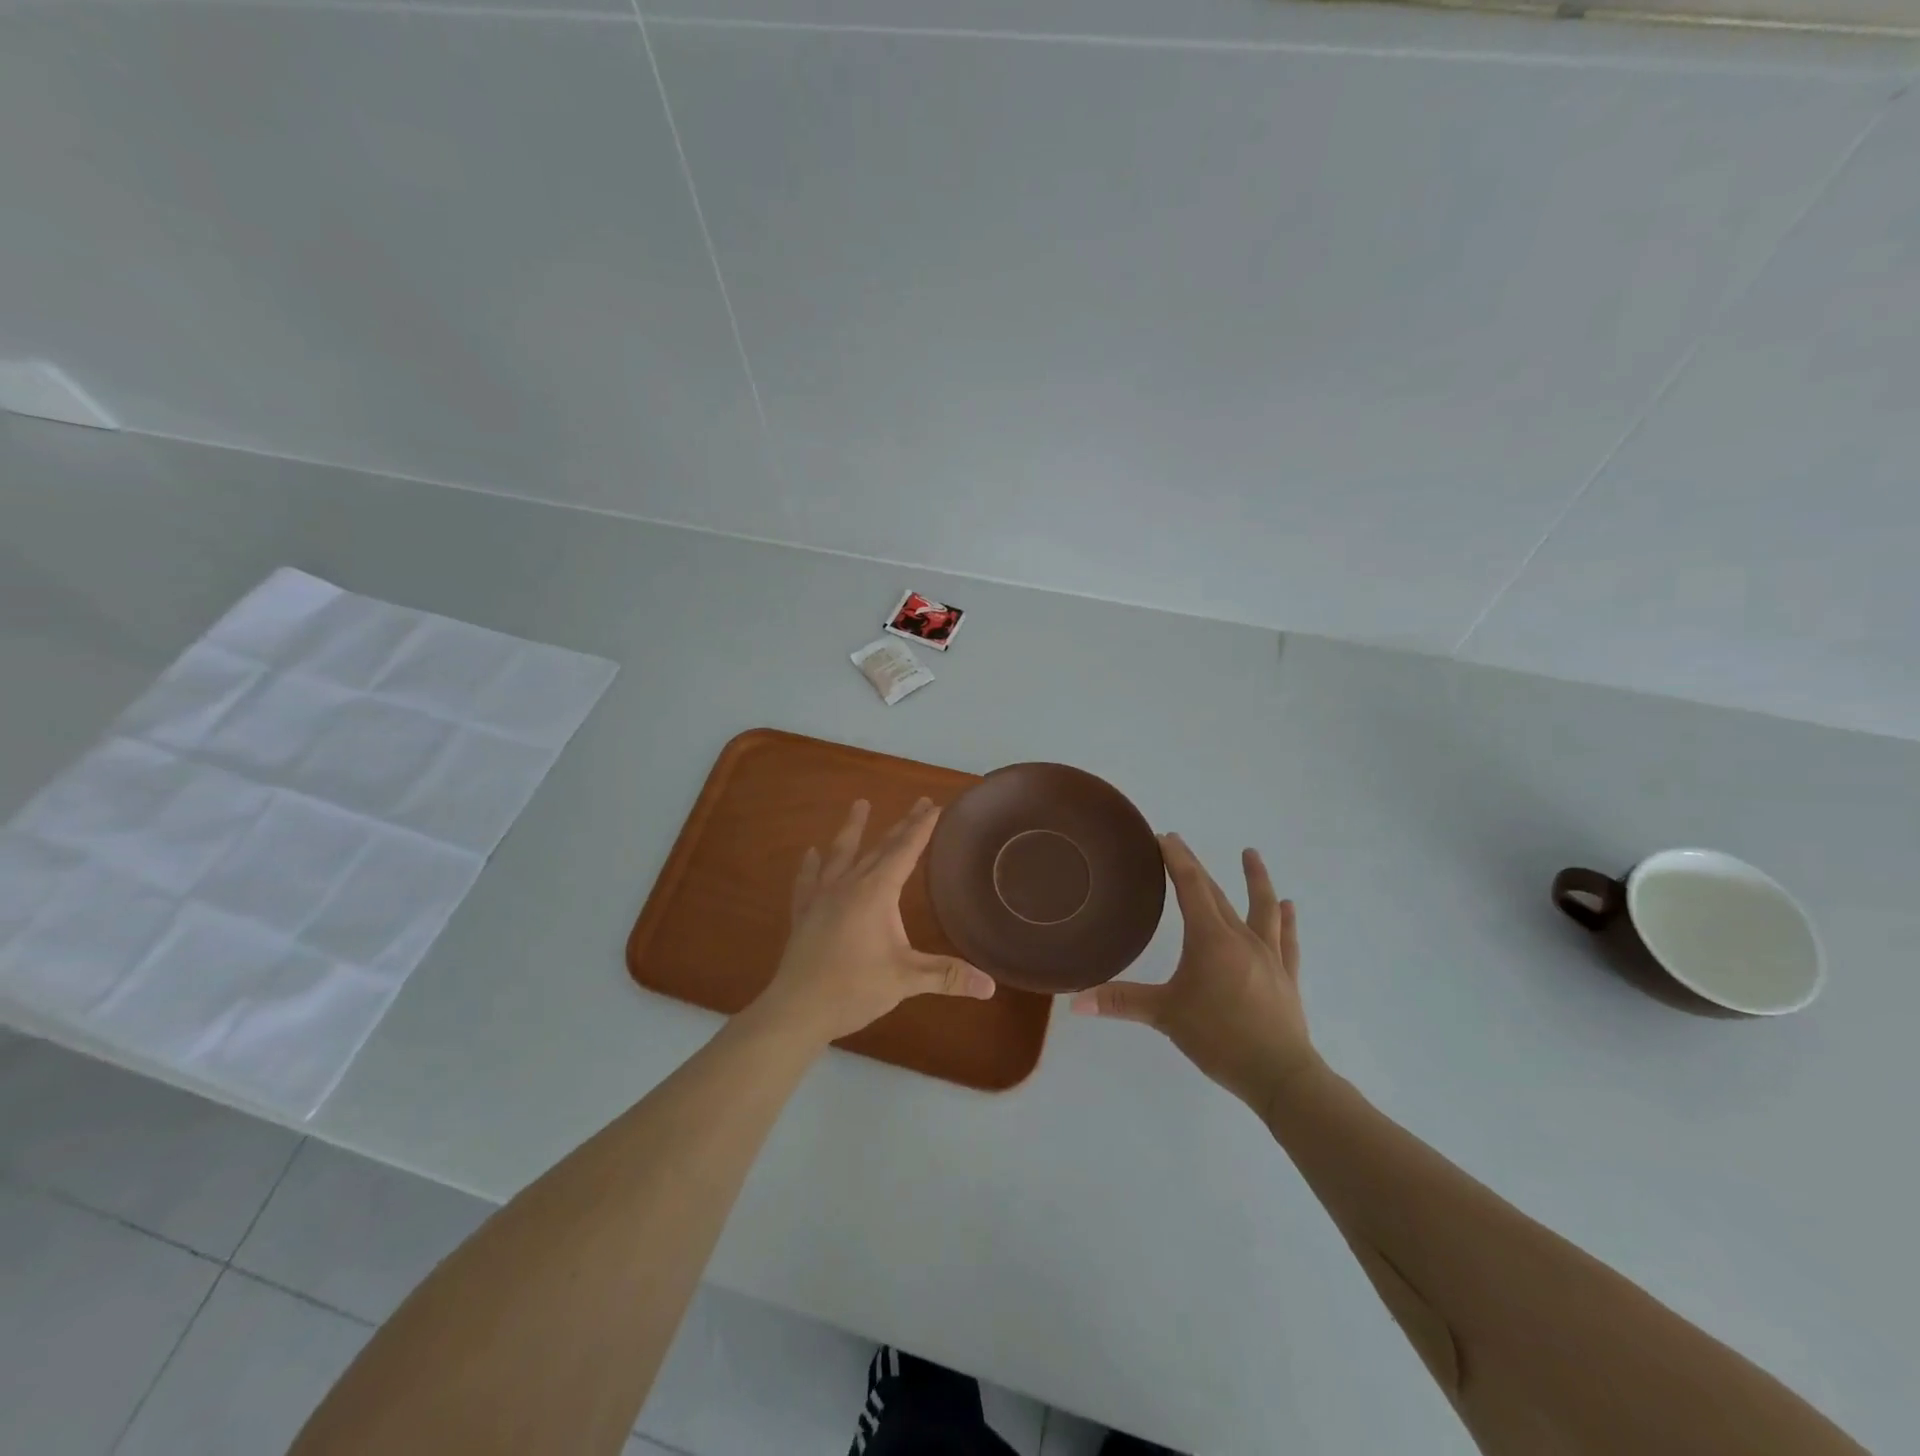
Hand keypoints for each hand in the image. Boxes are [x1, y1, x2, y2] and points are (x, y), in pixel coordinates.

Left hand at [748, 798, 995, 1048]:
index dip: (922, 828)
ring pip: (841, 854)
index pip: (905, 851)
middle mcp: (849, 885)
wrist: (797, 1010)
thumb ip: (948, 976)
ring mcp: (822, 897)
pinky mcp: (804, 914)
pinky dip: (811, 865)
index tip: (935, 805)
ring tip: (860, 804)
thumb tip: (990, 985)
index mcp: (876, 892)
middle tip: (919, 802)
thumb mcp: (906, 980)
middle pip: (880, 847)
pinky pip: (808, 881)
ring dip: (852, 829)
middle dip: (902, 825)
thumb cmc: (854, 989)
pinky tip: (811, 853)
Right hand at [1072, 833, 1317, 1117]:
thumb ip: (1120, 1002)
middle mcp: (1241, 937)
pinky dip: (1287, 920)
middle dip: (1196, 867)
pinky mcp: (1286, 975)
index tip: (1165, 838)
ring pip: (1262, 907)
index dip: (1177, 859)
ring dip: (1256, 879)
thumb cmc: (1219, 1037)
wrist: (1280, 1074)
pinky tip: (1290, 907)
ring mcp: (1269, 955)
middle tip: (1180, 846)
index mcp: (1210, 939)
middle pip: (1216, 893)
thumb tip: (1075, 1003)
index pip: (1191, 886)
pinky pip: (1287, 939)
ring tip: (1251, 855)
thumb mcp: (1165, 1016)